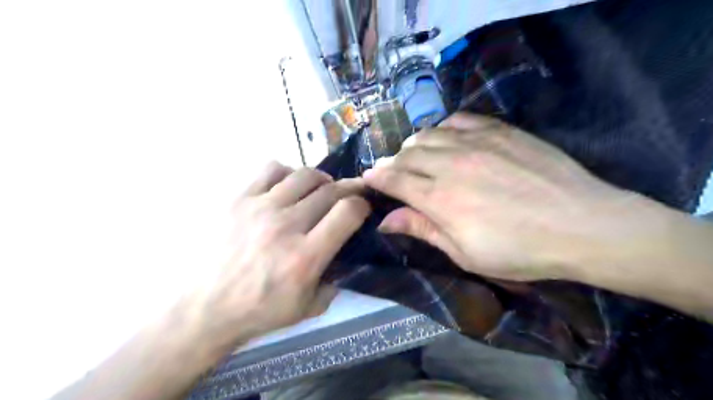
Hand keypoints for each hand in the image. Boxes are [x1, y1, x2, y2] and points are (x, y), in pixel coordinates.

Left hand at [186, 161, 369, 345]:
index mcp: (305, 256)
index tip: (363, 208)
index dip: (362, 205)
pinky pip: (272, 169)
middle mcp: (286, 226)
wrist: (204, 307)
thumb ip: (336, 282)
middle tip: (349, 194)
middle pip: (330, 190)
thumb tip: (348, 257)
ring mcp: (260, 208)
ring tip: (320, 189)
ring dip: (321, 180)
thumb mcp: (309, 308)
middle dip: (348, 189)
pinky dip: (288, 173)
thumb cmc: (259, 311)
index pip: (348, 212)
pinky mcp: (239, 199)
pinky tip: (288, 186)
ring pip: (305, 175)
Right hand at [364, 112, 650, 280]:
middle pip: (407, 154)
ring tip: (414, 155)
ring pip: (428, 134)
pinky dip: (443, 127)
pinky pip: (459, 119)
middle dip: (392, 162)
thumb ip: (423, 230)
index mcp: (440, 198)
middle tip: (391, 172)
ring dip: (413, 145)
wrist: (582, 225)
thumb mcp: (465, 253)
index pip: (395, 180)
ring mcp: (476, 142)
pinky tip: (445, 138)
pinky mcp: (499, 130)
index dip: (377, 177)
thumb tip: (385, 221)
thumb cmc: (520, 250)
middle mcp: (451, 164)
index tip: (367, 178)